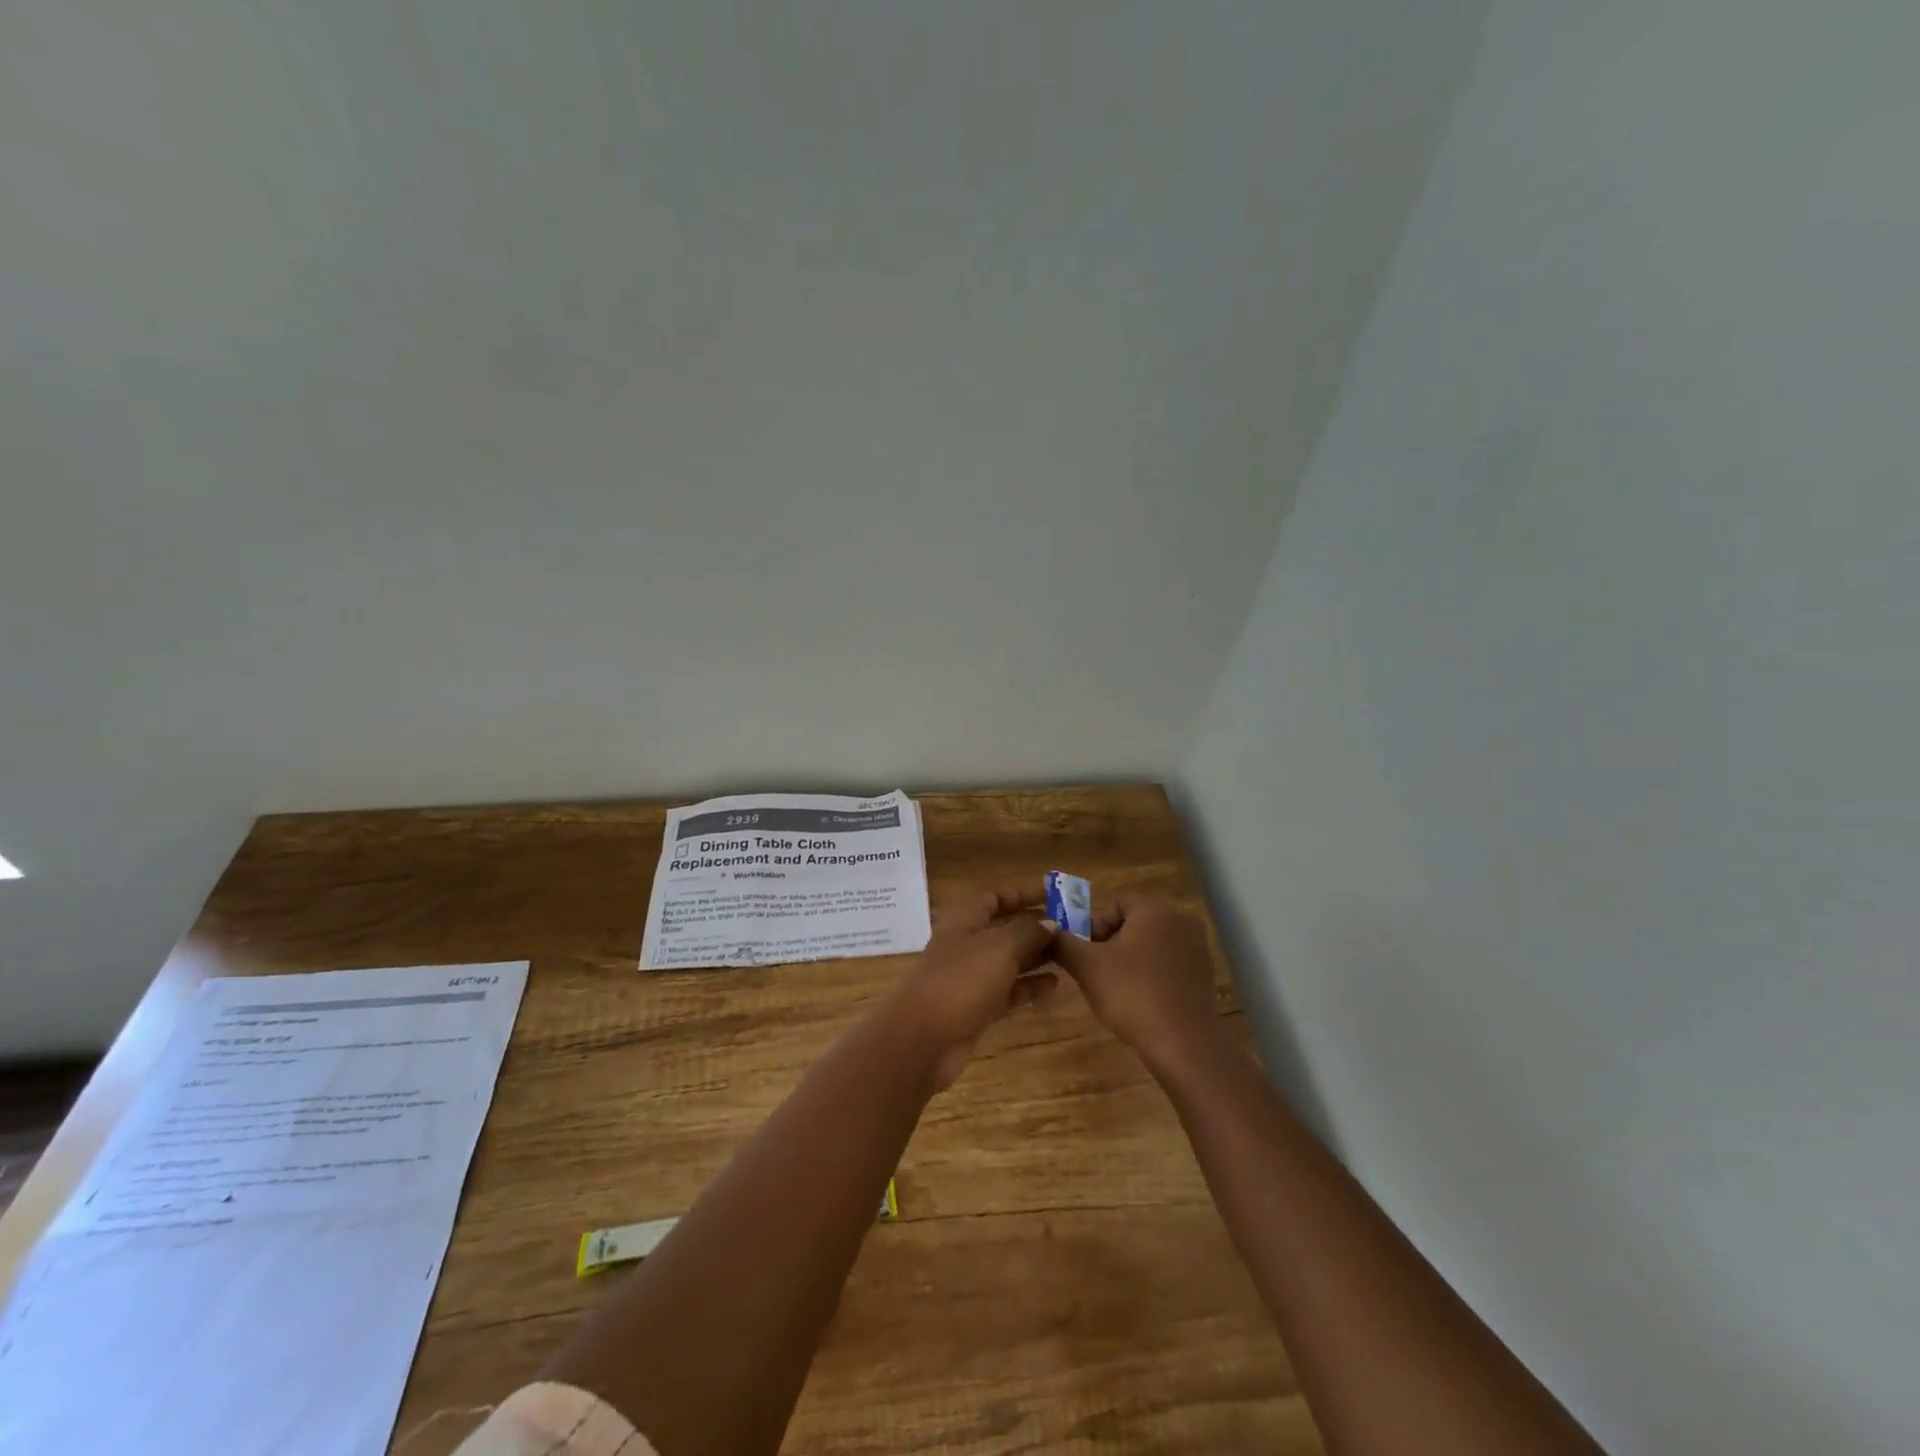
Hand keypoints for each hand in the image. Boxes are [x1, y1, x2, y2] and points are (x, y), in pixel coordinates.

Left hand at [885, 883, 1060, 1089]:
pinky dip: (1029, 987)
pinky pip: (1008, 991)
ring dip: (1036, 957)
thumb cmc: (961, 981)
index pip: (995, 897)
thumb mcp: (999, 948)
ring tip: (1070, 956)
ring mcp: (970, 977)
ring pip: (1008, 961)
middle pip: (1004, 929)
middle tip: (1073, 929)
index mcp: (965, 919)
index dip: (1022, 894)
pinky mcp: (976, 1007)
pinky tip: (1054, 987)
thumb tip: (1050, 923)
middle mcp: (967, 944)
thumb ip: (1028, 932)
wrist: (923, 1039)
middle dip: (1036, 927)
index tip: (1054, 895)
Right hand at [1049, 892, 1223, 1074]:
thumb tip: (1046, 931)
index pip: (1117, 901)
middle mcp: (1181, 921)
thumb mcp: (1087, 967)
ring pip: (1151, 945)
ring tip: (1114, 989)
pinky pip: (1168, 965)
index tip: (1084, 950)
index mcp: (1155, 910)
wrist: (1184, 1044)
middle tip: (1093, 970)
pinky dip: (1150, 975)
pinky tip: (1139, 1002)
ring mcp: (1196, 950)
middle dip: (1110, 942)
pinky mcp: (1203, 977)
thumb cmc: (1133, 994)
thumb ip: (1063, 943)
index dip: (1094, 923)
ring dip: (1129, 960)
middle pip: (1134, 922)